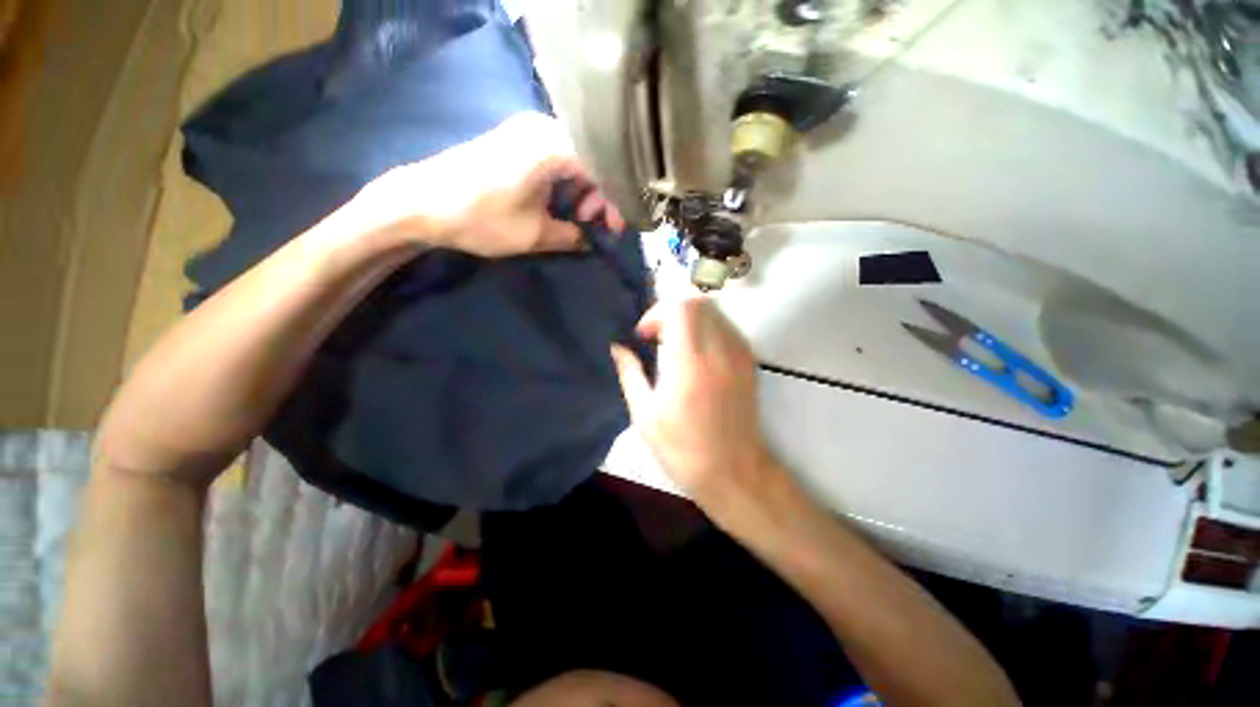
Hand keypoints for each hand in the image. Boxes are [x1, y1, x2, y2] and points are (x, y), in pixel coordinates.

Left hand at [351, 112, 623, 256]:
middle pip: (591, 162)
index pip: (604, 169)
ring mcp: (527, 131)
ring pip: (574, 160)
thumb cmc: (482, 217)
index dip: (615, 202)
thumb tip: (589, 240)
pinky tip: (557, 205)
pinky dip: (564, 184)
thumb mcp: (535, 235)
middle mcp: (543, 128)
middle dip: (599, 198)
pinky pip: (555, 159)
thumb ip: (572, 237)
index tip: (614, 230)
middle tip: (590, 226)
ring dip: (581, 192)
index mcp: (552, 145)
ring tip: (574, 220)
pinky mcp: (515, 140)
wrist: (421, 203)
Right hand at [610, 298, 776, 506]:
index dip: (657, 311)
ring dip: (688, 316)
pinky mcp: (749, 360)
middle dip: (671, 308)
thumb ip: (629, 373)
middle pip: (697, 300)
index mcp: (689, 363)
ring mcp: (739, 353)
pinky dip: (706, 326)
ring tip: (673, 343)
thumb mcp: (645, 414)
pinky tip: (695, 352)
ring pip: (713, 309)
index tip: (644, 335)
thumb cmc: (682, 448)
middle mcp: (719, 350)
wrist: (734, 471)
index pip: (680, 306)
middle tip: (656, 336)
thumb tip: (617, 347)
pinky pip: (725, 325)